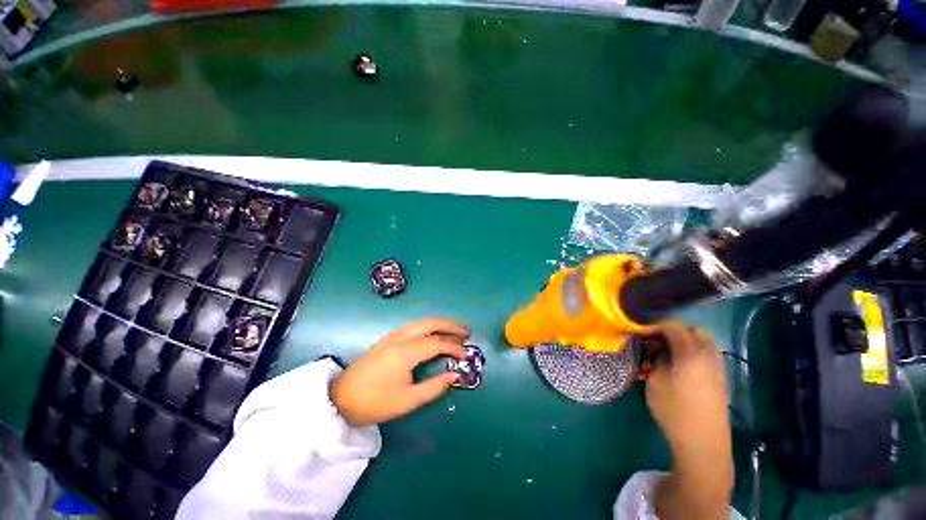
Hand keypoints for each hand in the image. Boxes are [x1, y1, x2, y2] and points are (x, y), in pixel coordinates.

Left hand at [331, 318, 468, 426]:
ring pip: (422, 321)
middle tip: (466, 332)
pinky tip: (434, 332)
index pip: (437, 343)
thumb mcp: (407, 401)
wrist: (340, 398)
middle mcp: (401, 337)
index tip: (466, 353)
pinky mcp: (388, 338)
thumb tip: (454, 376)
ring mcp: (393, 335)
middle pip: (431, 323)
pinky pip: (414, 325)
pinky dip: (429, 325)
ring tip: (455, 330)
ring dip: (440, 323)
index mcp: (406, 352)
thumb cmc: (374, 402)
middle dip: (451, 325)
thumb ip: (434, 387)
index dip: (454, 346)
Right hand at [645, 321, 731, 519]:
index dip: (655, 324)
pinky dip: (695, 350)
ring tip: (668, 349)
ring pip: (704, 341)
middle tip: (656, 338)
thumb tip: (657, 349)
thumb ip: (656, 359)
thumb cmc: (674, 411)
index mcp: (691, 354)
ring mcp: (719, 367)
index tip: (641, 329)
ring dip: (686, 339)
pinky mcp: (721, 379)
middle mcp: (709, 355)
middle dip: (674, 329)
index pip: (674, 326)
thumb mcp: (655, 382)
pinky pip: (708, 353)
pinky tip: (682, 363)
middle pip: (694, 329)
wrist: (704, 444)